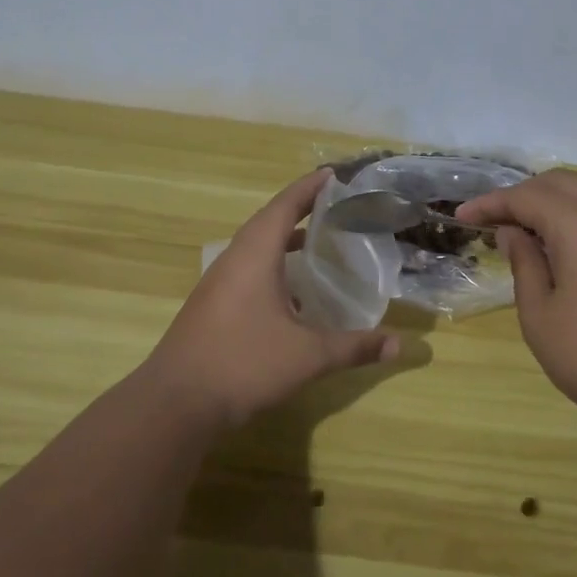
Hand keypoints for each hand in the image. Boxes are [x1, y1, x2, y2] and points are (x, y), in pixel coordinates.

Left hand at [143, 169, 401, 429]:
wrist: (176, 402)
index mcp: (254, 255)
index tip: (334, 174)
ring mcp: (218, 283)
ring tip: (317, 243)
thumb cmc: (244, 364)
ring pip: (254, 248)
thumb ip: (354, 347)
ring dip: (284, 240)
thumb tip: (400, 345)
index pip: (285, 205)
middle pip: (268, 221)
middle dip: (300, 210)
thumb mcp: (308, 356)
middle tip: (335, 207)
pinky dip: (272, 267)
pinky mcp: (211, 306)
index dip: (310, 187)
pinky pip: (246, 270)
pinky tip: (292, 293)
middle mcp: (233, 259)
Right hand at [456, 169, 576, 419]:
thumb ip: (525, 264)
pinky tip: (575, 243)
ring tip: (533, 227)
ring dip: (558, 200)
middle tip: (497, 219)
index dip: (490, 204)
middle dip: (524, 195)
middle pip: (561, 183)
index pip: (525, 196)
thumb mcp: (541, 315)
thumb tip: (514, 233)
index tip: (463, 216)